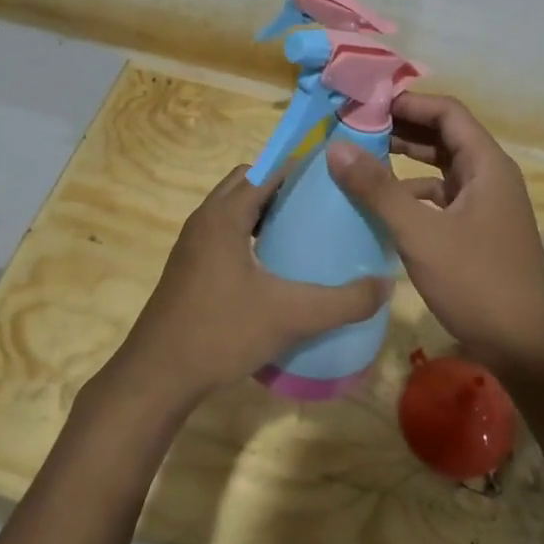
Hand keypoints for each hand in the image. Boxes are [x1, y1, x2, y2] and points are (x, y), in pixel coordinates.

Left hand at [106, 166, 388, 409]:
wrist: (157, 377)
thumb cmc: (220, 332)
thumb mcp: (290, 316)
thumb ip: (343, 302)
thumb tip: (386, 286)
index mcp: (224, 216)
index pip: (265, 170)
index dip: (299, 166)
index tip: (334, 173)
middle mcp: (204, 220)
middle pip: (247, 184)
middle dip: (282, 185)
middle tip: (321, 202)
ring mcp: (192, 245)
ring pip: (233, 210)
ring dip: (264, 211)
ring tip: (304, 230)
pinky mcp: (189, 269)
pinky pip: (225, 234)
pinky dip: (250, 234)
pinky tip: (275, 267)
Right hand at [326, 93, 543, 382]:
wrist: (526, 347)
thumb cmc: (477, 283)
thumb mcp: (421, 234)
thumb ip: (378, 189)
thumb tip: (336, 146)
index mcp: (487, 165)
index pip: (447, 112)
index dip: (409, 102)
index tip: (366, 104)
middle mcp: (489, 177)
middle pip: (444, 136)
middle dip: (402, 128)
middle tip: (356, 127)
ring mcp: (485, 205)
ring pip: (442, 168)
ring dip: (406, 160)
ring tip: (362, 158)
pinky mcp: (477, 230)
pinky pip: (441, 197)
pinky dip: (414, 193)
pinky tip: (384, 205)